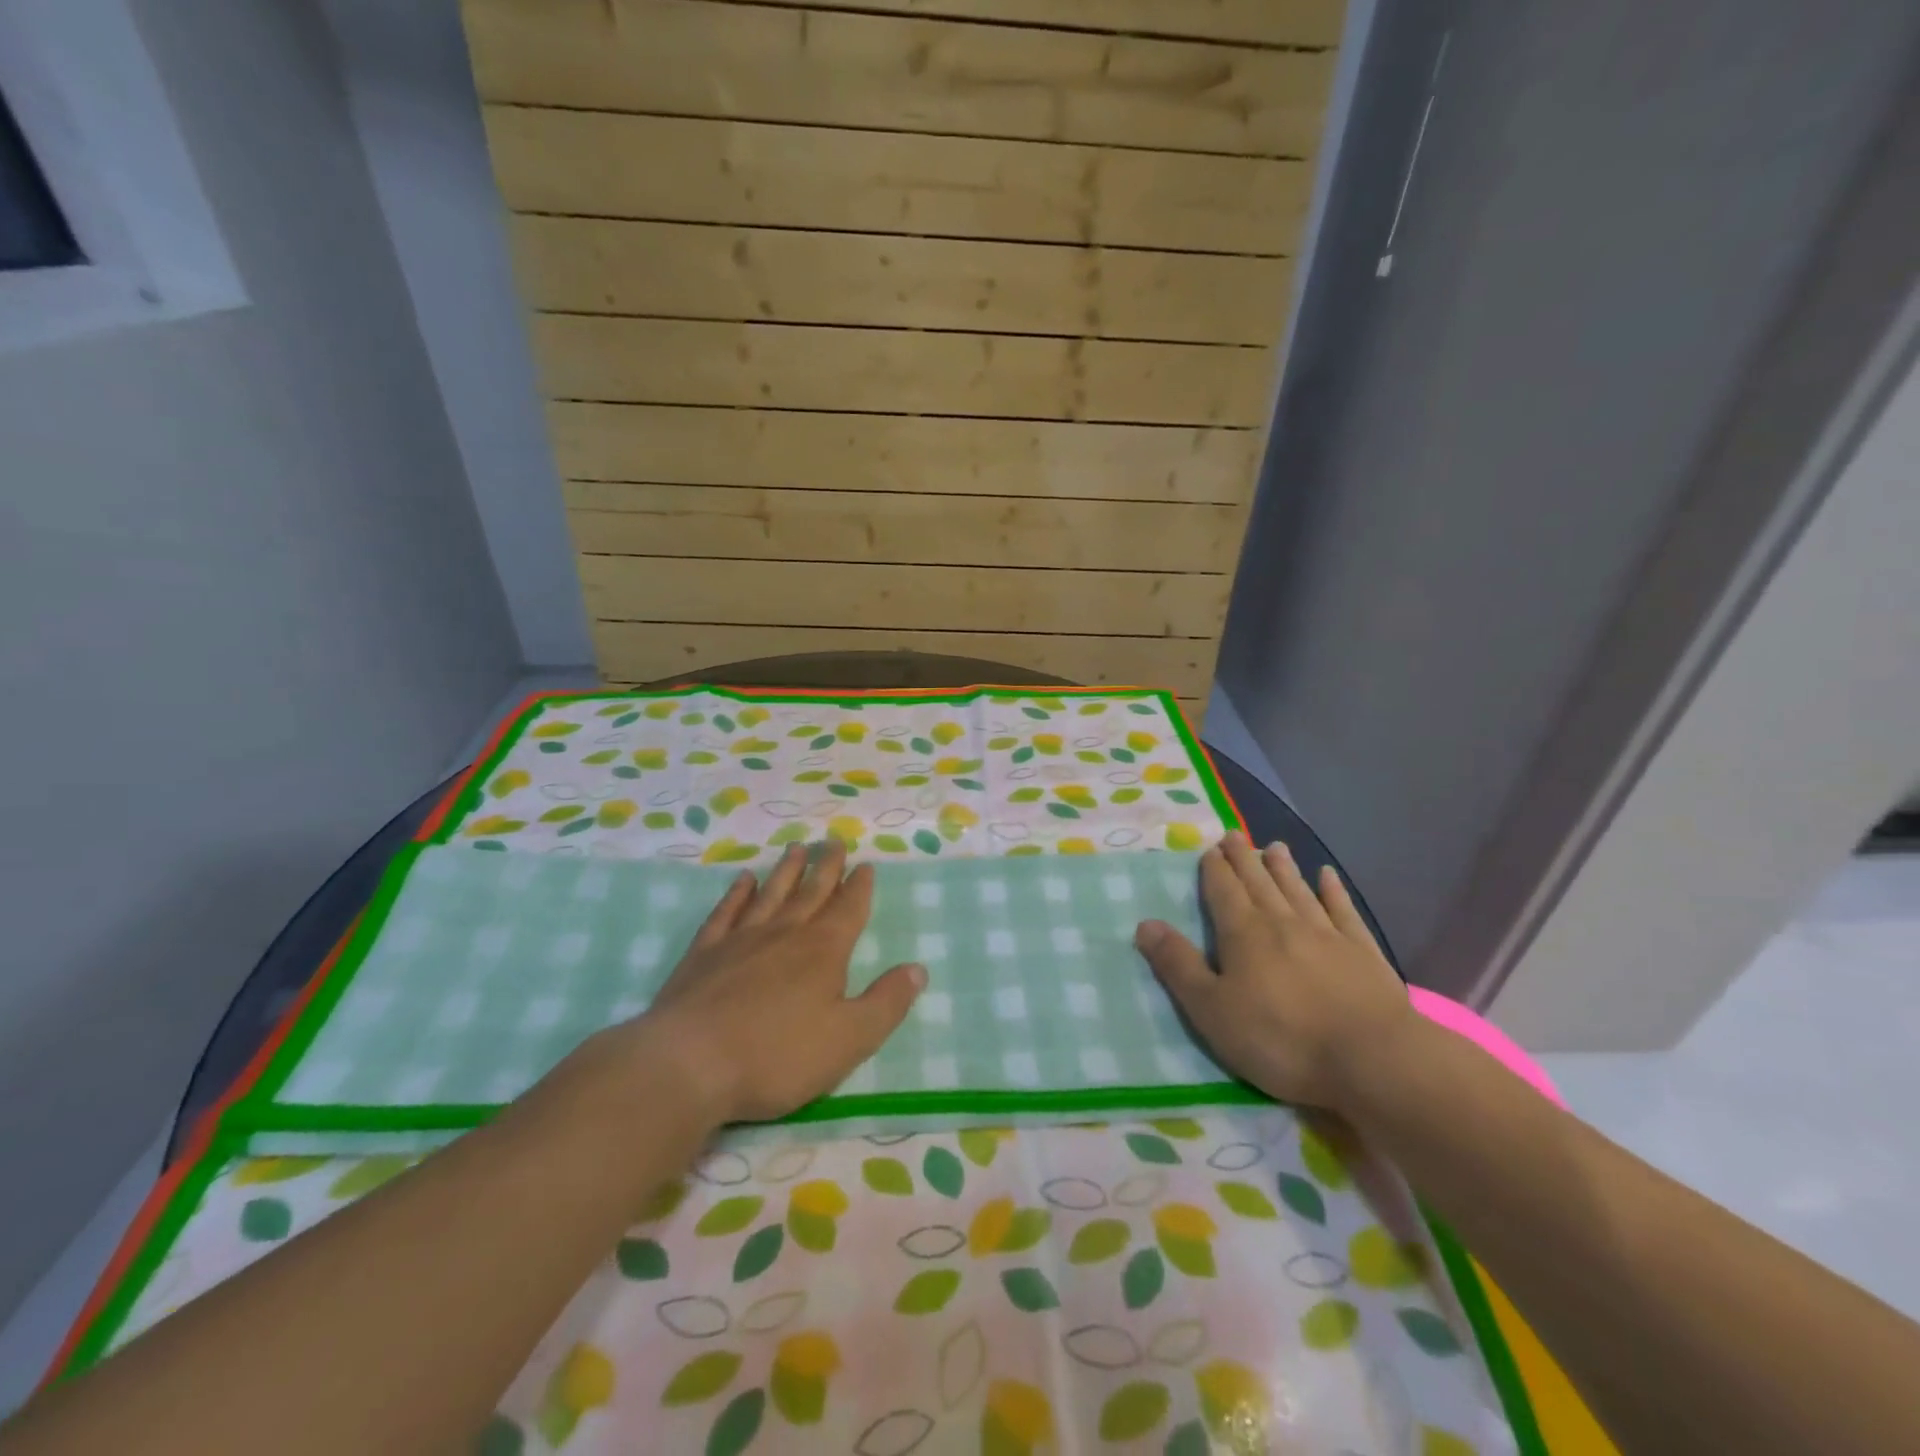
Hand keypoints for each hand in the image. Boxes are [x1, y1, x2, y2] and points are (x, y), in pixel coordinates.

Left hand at [627, 840, 925, 1124]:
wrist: (689, 1064)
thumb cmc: (777, 1056)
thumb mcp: (849, 1039)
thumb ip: (886, 1003)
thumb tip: (918, 968)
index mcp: (823, 952)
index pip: (848, 909)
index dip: (859, 887)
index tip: (865, 865)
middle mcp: (785, 934)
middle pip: (811, 892)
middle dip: (826, 867)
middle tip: (834, 842)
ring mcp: (741, 940)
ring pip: (771, 894)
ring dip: (786, 871)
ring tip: (797, 848)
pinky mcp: (704, 954)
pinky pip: (726, 912)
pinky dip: (737, 893)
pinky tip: (743, 879)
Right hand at [1135, 833, 1412, 1109]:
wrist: (1373, 1059)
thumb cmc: (1281, 1039)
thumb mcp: (1212, 1010)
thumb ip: (1178, 965)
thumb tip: (1145, 924)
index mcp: (1244, 934)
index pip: (1223, 891)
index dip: (1214, 869)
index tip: (1209, 848)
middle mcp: (1283, 922)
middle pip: (1259, 883)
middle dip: (1243, 859)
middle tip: (1234, 835)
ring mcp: (1327, 935)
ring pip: (1298, 890)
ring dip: (1283, 868)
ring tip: (1274, 846)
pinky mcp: (1363, 953)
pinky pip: (1343, 911)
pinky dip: (1333, 891)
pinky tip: (1328, 876)